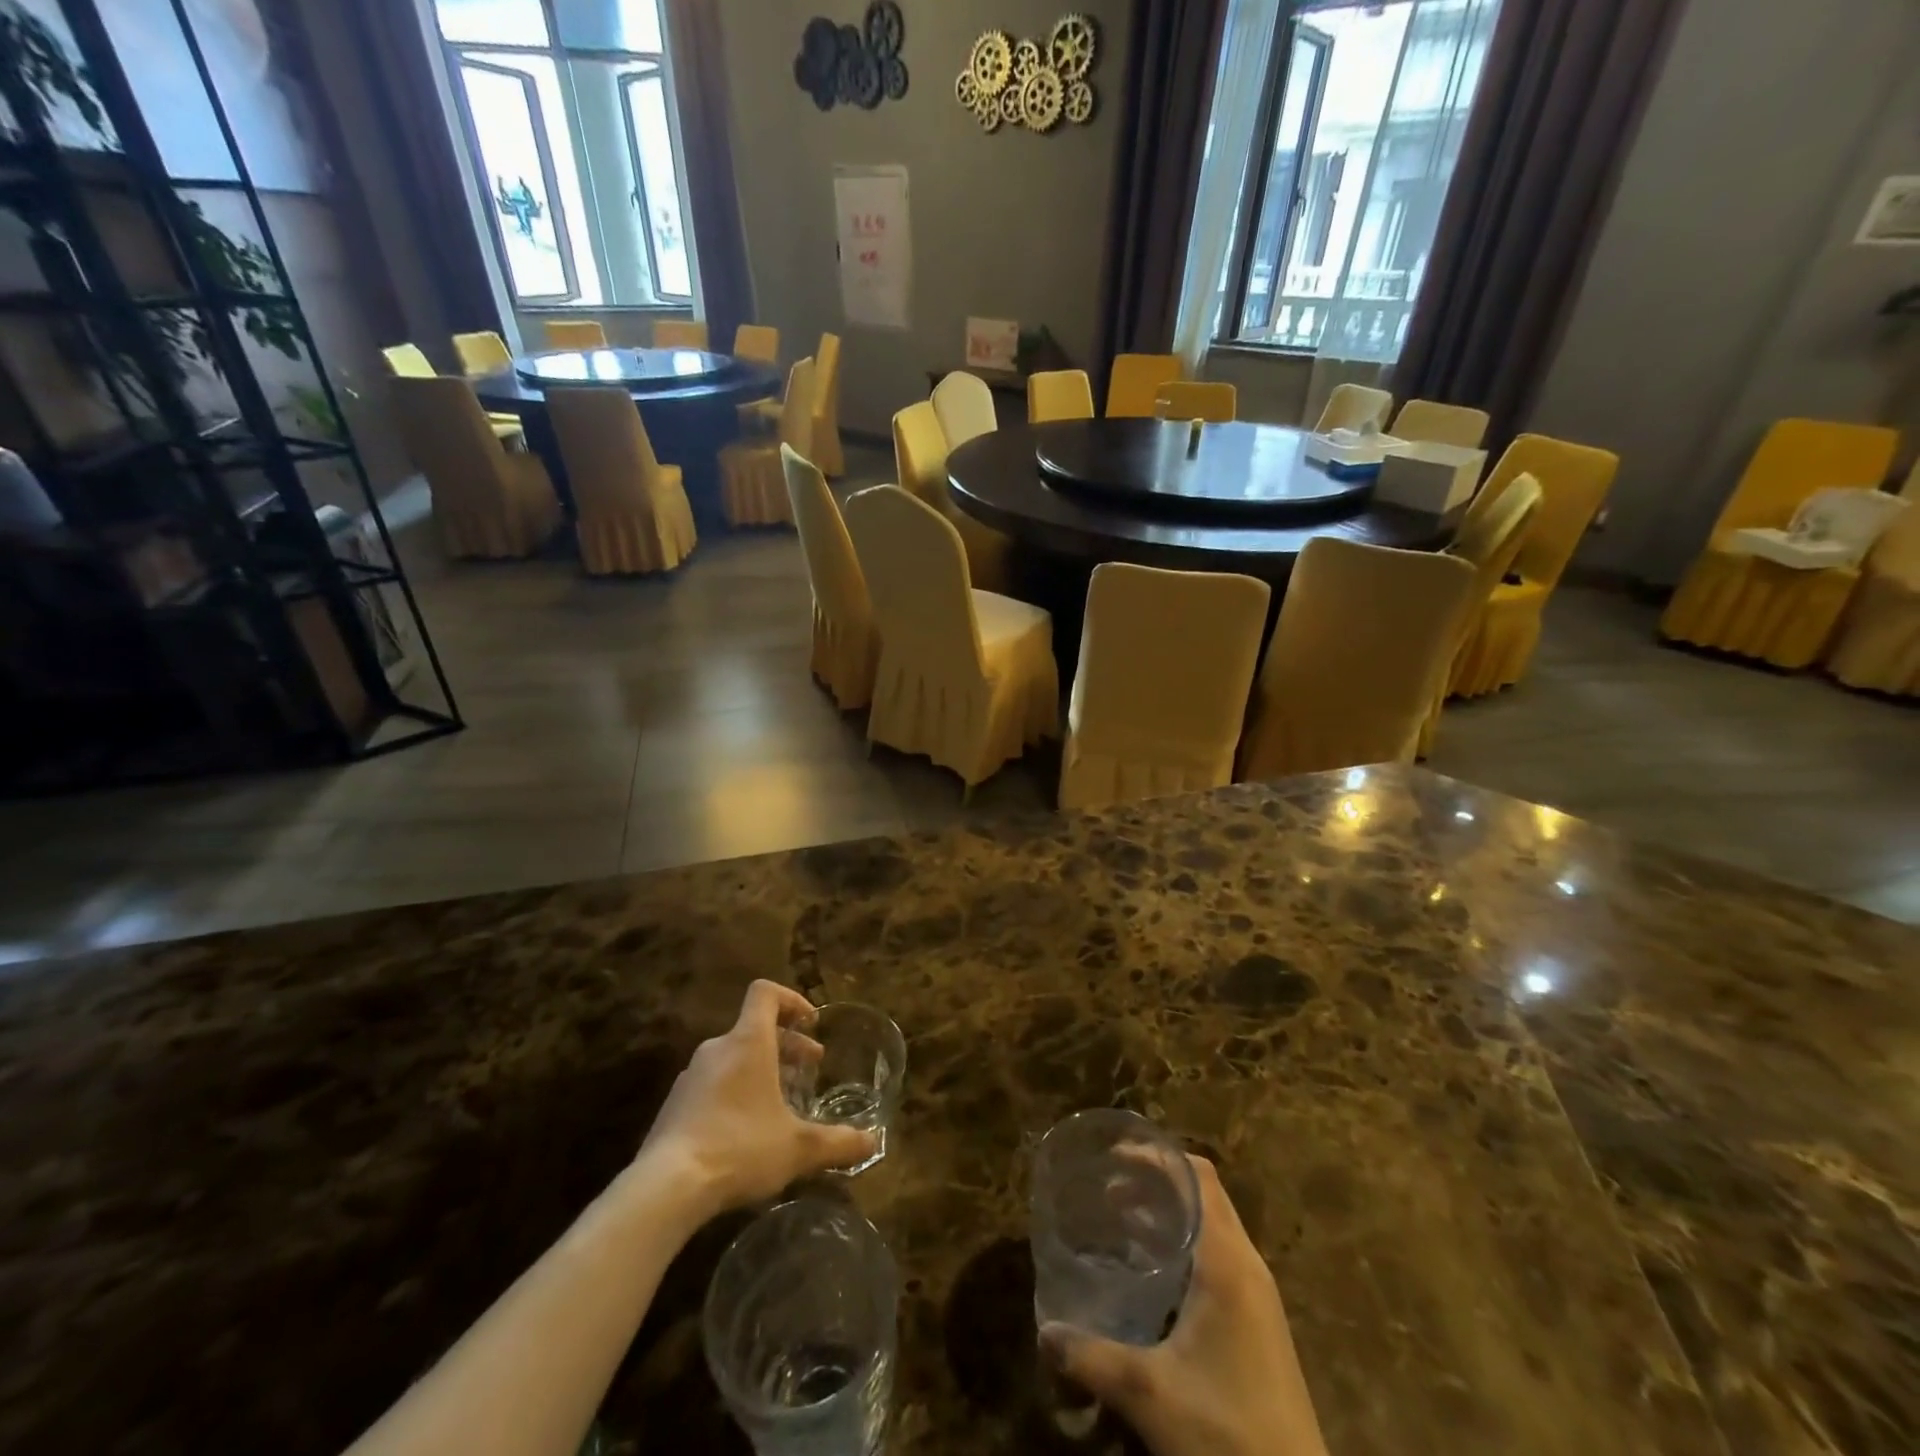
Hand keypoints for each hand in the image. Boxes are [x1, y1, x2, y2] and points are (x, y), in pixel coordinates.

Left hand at [635, 981, 876, 1218]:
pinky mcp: (674, 1106)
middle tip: (810, 1068)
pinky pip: (713, 1084)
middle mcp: (718, 1049)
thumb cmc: (740, 1148)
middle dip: (787, 1044)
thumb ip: (837, 1142)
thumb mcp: (798, 1147)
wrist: (665, 1188)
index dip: (791, 999)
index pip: (765, 993)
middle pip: (754, 1028)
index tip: (811, 1023)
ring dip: (762, 1069)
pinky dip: (736, 1092)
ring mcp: (691, 1077)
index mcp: (748, 1042)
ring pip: (734, 1058)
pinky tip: (747, 1131)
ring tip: (781, 1103)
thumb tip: (872, 1143)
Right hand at [1041, 1157, 1329, 1455]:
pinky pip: (1219, 1257)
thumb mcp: (1150, 1396)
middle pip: (1204, 1194)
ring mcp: (1258, 1296)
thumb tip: (1044, 1332)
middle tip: (1107, 1189)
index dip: (1157, 1157)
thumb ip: (1092, 1358)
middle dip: (1155, 1181)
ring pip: (1212, 1226)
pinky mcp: (1259, 1323)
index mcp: (1227, 1262)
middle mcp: (1248, 1266)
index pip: (1198, 1176)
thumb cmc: (1227, 1434)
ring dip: (1170, 1213)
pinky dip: (1184, 1245)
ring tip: (1121, 1222)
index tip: (1113, 1158)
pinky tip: (1153, 1275)